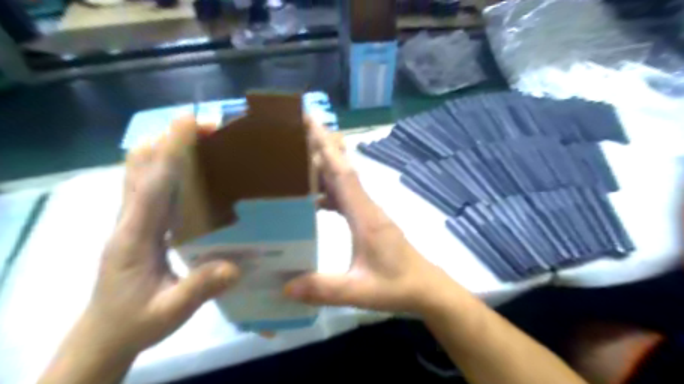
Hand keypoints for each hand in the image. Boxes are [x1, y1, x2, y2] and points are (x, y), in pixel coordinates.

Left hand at [83, 116, 238, 353]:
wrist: (104, 335)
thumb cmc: (134, 322)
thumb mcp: (169, 312)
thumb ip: (199, 288)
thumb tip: (236, 265)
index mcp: (134, 238)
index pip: (153, 184)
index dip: (170, 151)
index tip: (188, 121)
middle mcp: (128, 221)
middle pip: (141, 167)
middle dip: (169, 140)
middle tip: (205, 129)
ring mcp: (131, 221)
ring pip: (141, 172)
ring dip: (166, 148)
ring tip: (199, 140)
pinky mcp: (139, 224)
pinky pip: (149, 186)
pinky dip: (165, 167)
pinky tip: (189, 168)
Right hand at [282, 120, 449, 314]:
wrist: (426, 288)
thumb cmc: (397, 286)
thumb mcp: (359, 291)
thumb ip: (324, 289)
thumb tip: (285, 286)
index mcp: (364, 216)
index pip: (342, 173)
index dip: (325, 147)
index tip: (310, 121)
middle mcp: (367, 207)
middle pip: (342, 169)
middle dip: (321, 146)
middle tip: (295, 131)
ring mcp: (369, 212)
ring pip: (344, 181)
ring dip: (324, 168)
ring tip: (297, 161)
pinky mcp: (369, 220)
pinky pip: (346, 197)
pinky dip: (329, 190)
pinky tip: (314, 199)